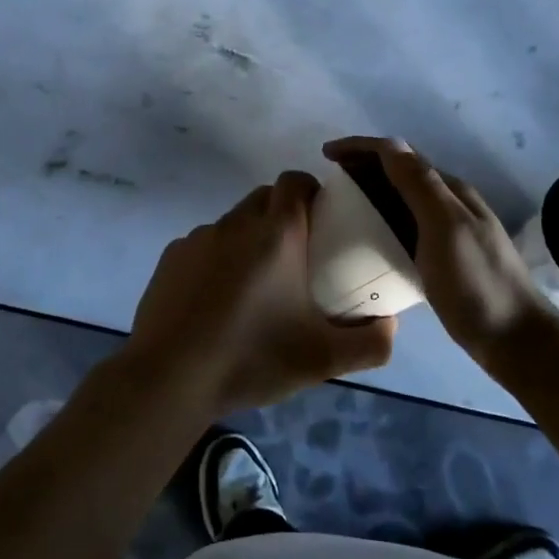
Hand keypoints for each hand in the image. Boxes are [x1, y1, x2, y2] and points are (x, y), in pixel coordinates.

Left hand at [122, 172, 396, 417]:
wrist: (169, 378)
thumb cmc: (251, 357)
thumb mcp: (323, 359)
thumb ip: (371, 343)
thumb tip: (390, 324)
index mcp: (275, 232)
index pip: (295, 181)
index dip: (311, 191)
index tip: (323, 221)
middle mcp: (235, 223)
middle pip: (265, 198)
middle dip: (283, 215)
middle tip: (298, 257)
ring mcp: (197, 238)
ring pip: (233, 223)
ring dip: (249, 240)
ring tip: (256, 287)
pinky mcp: (171, 258)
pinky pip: (204, 246)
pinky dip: (217, 261)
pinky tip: (217, 303)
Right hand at [323, 137, 550, 363]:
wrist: (515, 340)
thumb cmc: (477, 282)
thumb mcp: (446, 228)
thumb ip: (419, 185)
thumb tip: (389, 144)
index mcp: (449, 191)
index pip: (398, 155)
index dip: (361, 148)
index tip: (325, 155)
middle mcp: (448, 203)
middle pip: (398, 173)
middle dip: (361, 167)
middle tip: (327, 182)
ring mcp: (447, 231)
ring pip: (400, 200)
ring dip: (369, 193)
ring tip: (337, 205)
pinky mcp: (442, 257)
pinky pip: (403, 227)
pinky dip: (380, 221)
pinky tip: (365, 238)